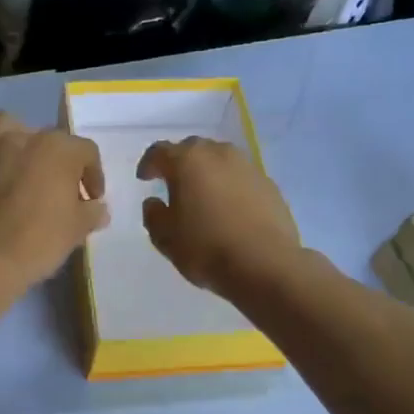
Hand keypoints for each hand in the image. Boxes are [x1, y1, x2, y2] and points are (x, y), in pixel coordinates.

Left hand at [0, 112, 108, 286]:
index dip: (93, 175)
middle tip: (60, 190)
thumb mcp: (77, 229)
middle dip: (58, 160)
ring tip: (18, 154)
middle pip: (48, 138)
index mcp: (58, 149)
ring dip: (13, 135)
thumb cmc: (42, 240)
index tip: (92, 199)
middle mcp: (23, 140)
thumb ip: (90, 213)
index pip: (86, 152)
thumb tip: (96, 208)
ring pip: (4, 126)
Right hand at [137, 137, 300, 297]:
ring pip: (220, 160)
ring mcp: (248, 167)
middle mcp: (218, 154)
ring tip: (203, 194)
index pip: (160, 151)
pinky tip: (229, 208)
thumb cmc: (206, 248)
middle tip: (173, 183)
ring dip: (208, 172)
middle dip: (180, 162)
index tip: (144, 178)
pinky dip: (230, 186)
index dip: (149, 164)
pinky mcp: (269, 184)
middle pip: (193, 149)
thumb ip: (153, 215)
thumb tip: (154, 202)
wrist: (265, 265)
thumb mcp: (165, 238)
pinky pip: (241, 177)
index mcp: (187, 161)